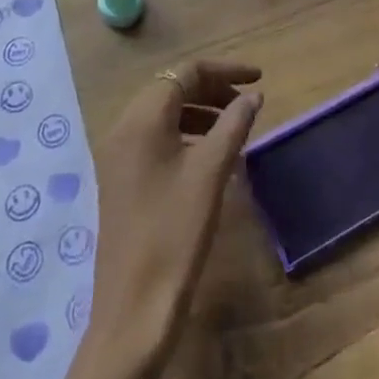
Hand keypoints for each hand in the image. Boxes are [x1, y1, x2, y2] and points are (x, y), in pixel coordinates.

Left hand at [59, 61, 261, 378]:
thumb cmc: (175, 233)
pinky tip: (210, 155)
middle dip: (212, 89)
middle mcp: (124, 128)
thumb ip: (233, 126)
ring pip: (164, 113)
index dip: (224, 70)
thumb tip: (253, 96)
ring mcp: (119, 155)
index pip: (185, 73)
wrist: (133, 308)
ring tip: (234, 128)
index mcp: (141, 119)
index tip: (259, 79)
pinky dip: (185, 134)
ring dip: (200, 111)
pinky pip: (156, 138)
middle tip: (248, 104)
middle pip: (171, 88)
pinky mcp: (122, 179)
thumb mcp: (211, 173)